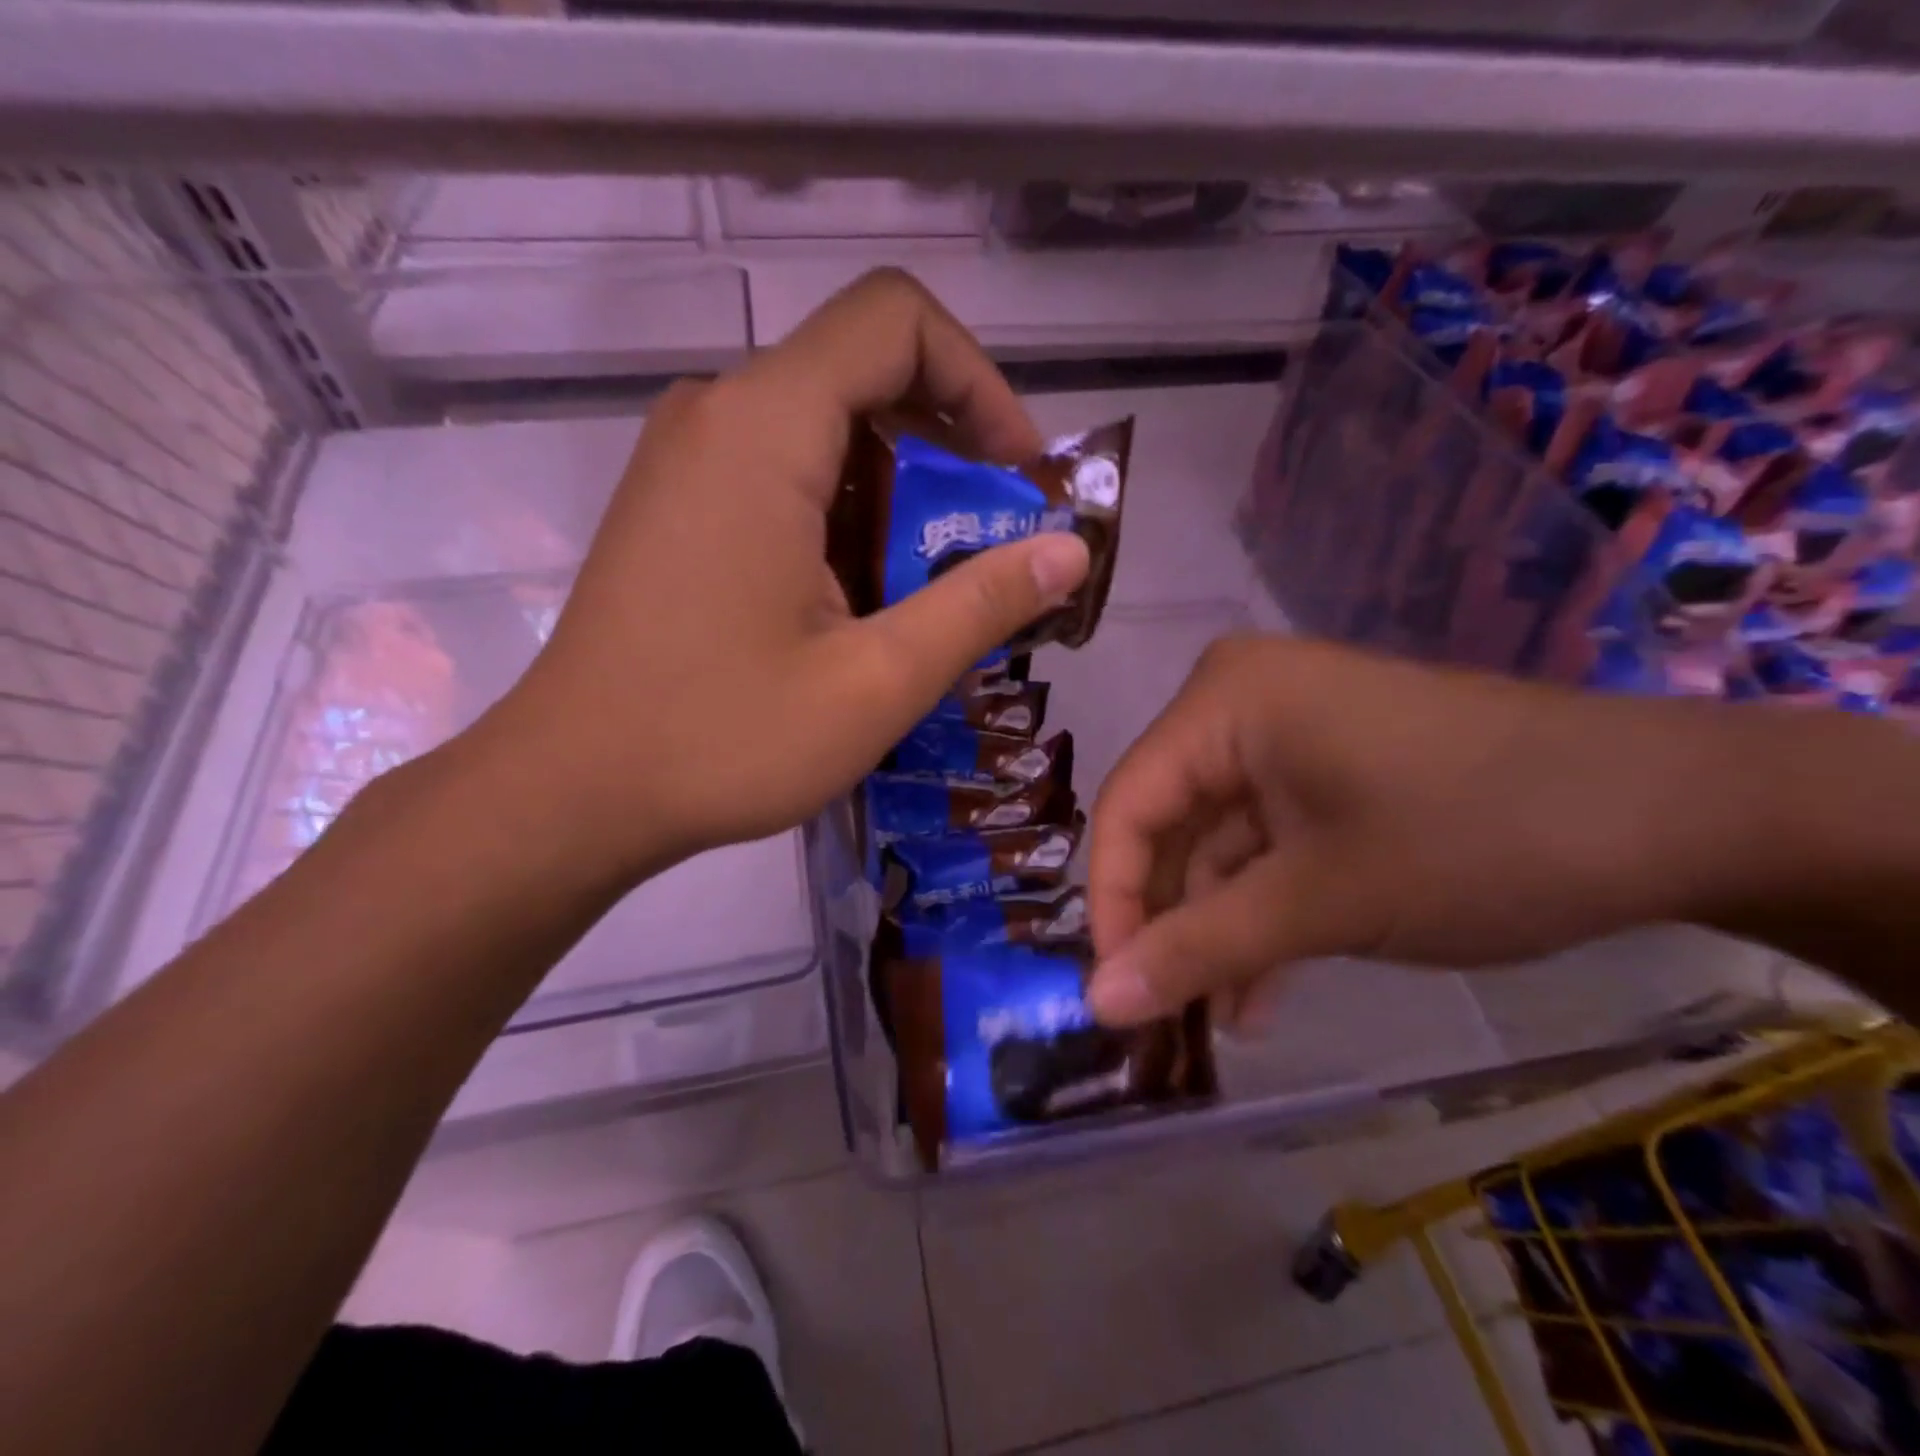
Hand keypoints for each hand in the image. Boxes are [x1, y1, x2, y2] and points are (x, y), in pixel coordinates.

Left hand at [472, 269, 1089, 882]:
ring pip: (826, 431)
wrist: (573, 790)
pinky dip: (846, 516)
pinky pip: (783, 473)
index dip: (979, 382)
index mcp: (765, 428)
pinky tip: (860, 602)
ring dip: (900, 496)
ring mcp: (687, 461)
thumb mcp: (877, 681)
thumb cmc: (722, 737)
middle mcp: (718, 415)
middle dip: (950, 451)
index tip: (1017, 476)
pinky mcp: (676, 507)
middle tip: (991, 547)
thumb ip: (981, 605)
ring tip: (932, 590)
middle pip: (865, 374)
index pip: (896, 321)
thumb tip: (1070, 553)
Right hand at [1083, 636, 1763, 1027]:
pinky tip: (1266, 987)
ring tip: (1223, 1020)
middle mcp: (1240, 702)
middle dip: (1169, 922)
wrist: (1675, 813)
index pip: (1128, 805)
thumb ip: (1197, 949)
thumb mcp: (1320, 902)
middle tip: (1163, 1012)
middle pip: (1170, 822)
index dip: (1111, 902)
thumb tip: (1096, 1003)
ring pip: (1220, 840)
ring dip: (1219, 928)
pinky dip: (1264, 909)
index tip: (1113, 992)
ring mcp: (1288, 733)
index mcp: (1223, 702)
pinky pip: (1268, 839)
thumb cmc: (1473, 838)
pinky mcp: (1328, 766)